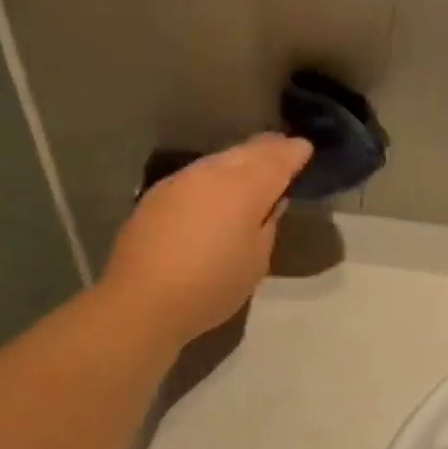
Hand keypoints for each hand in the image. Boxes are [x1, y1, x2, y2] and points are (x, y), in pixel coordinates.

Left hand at [100, 133, 313, 346]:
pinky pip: (196, 175)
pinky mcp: (157, 194)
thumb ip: (267, 225)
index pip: (278, 159)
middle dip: (268, 149)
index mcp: (245, 188)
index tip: (305, 149)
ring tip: (252, 164)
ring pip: (219, 160)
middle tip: (282, 148)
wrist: (142, 300)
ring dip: (239, 159)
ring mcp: (181, 180)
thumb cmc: (210, 287)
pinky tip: (215, 188)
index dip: (294, 153)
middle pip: (247, 151)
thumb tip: (270, 203)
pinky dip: (213, 175)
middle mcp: (212, 173)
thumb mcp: (255, 262)